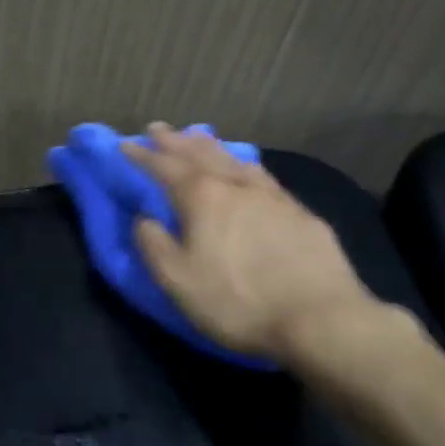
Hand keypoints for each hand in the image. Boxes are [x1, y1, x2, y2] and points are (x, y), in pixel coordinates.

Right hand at [125, 124, 395, 371]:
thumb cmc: (238, 301)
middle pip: (200, 154)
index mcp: (202, 198)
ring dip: (210, 146)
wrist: (320, 317)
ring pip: (234, 159)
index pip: (164, 167)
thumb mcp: (178, 281)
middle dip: (175, 141)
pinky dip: (244, 164)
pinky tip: (247, 167)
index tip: (124, 145)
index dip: (142, 156)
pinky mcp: (300, 212)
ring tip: (198, 135)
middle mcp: (235, 186)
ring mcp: (272, 196)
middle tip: (157, 128)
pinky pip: (262, 175)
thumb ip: (154, 245)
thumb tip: (144, 218)